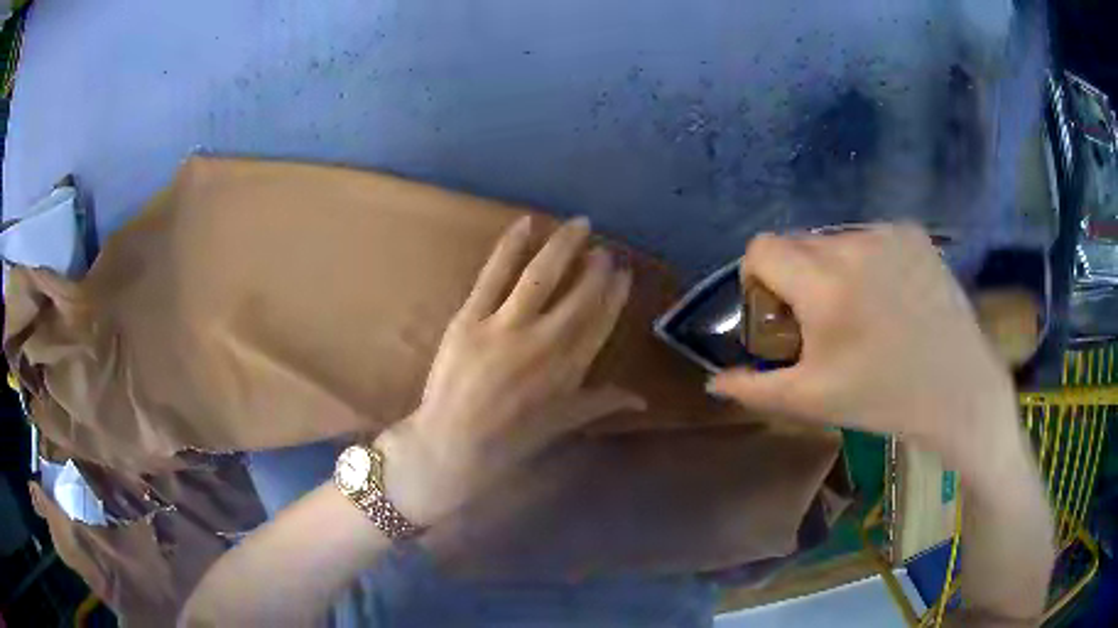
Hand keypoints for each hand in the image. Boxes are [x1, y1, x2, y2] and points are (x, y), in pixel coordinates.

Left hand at [377, 216, 643, 524]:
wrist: (452, 442)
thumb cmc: (510, 437)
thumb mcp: (562, 423)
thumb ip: (602, 403)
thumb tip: (642, 401)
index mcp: (569, 369)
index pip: (601, 321)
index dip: (616, 294)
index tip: (624, 273)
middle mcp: (545, 343)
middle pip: (580, 295)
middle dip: (597, 268)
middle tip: (605, 249)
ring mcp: (506, 327)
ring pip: (541, 276)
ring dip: (564, 246)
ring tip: (580, 224)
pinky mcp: (471, 317)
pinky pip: (494, 274)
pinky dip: (511, 246)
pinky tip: (527, 223)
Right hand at [710, 224, 1018, 474]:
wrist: (958, 389)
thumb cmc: (885, 399)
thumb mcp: (813, 401)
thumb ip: (754, 388)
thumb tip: (712, 381)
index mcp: (824, 286)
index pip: (761, 247)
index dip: (758, 278)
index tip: (778, 312)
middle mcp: (853, 245)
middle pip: (797, 242)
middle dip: (795, 276)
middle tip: (820, 319)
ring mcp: (888, 234)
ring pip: (834, 239)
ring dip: (831, 268)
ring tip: (859, 310)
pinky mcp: (913, 233)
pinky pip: (870, 237)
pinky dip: (866, 261)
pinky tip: (889, 296)